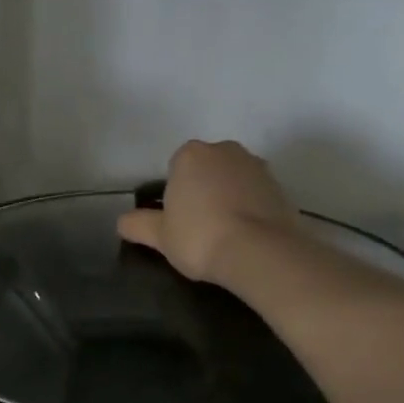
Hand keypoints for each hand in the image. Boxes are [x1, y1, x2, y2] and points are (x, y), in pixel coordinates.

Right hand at [117, 140, 303, 283]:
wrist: (260, 252)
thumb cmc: (200, 238)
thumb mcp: (159, 236)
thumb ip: (138, 225)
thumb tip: (122, 222)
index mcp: (191, 155)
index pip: (176, 168)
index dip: (175, 195)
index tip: (178, 221)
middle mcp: (225, 150)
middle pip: (207, 170)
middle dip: (202, 191)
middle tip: (199, 228)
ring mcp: (257, 166)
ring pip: (233, 181)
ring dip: (227, 199)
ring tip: (224, 235)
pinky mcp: (281, 186)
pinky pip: (256, 195)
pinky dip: (250, 209)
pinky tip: (246, 236)